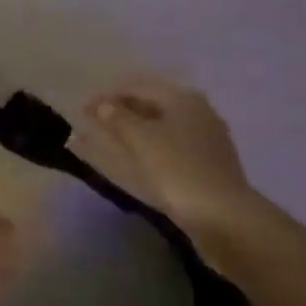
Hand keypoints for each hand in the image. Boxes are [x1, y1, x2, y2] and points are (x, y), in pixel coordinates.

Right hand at [84, 75, 262, 232]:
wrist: (223, 217)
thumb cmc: (178, 170)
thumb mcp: (142, 139)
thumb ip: (118, 118)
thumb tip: (102, 104)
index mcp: (183, 99)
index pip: (139, 88)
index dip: (109, 95)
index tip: (83, 107)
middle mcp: (198, 113)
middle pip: (153, 106)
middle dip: (122, 111)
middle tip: (92, 121)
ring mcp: (206, 141)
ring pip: (161, 128)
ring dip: (134, 131)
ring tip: (108, 140)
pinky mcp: (207, 166)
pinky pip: (169, 149)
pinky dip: (148, 149)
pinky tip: (136, 160)